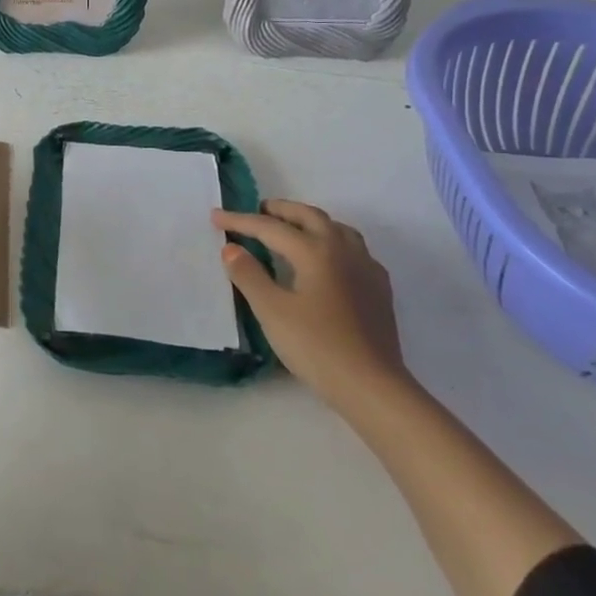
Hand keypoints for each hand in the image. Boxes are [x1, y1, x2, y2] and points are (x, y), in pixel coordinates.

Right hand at [213, 200, 409, 406]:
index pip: (271, 227)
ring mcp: (366, 268)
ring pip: (336, 229)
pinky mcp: (379, 288)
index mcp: (315, 251)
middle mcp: (343, 250)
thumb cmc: (316, 346)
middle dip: (280, 210)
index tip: (216, 217)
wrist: (372, 386)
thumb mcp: (272, 311)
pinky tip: (328, 261)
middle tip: (257, 211)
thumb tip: (231, 248)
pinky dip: (333, 242)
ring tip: (292, 229)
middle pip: (309, 216)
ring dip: (310, 222)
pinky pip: (354, 250)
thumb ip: (248, 275)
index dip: (241, 221)